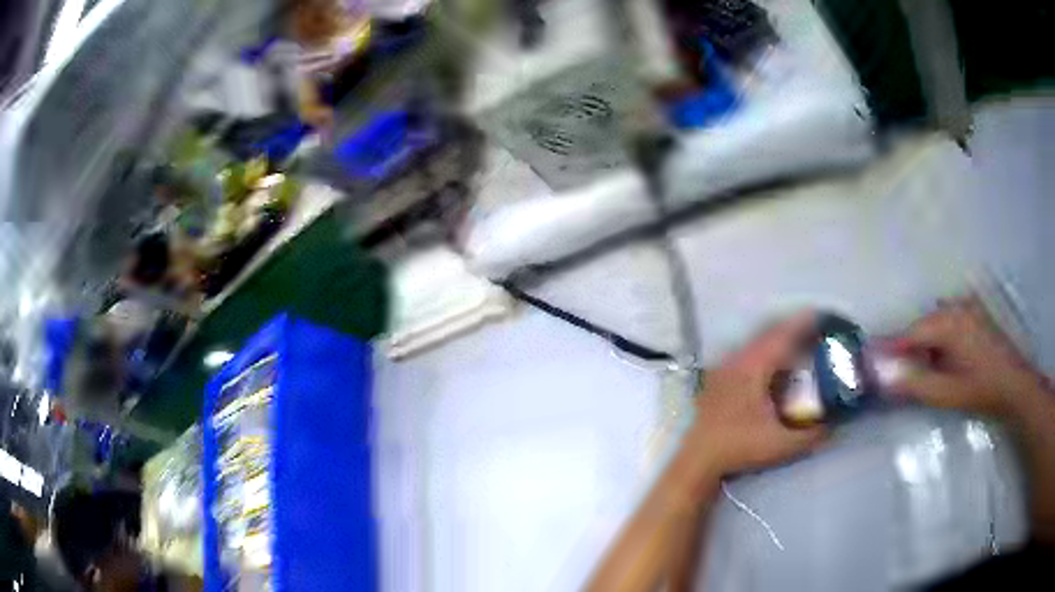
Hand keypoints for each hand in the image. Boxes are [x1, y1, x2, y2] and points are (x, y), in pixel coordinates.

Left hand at [684, 311, 827, 481]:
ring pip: (757, 345)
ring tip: (801, 348)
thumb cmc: (739, 448)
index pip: (782, 334)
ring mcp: (724, 368)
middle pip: (770, 335)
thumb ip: (812, 436)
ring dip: (779, 344)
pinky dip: (766, 356)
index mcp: (752, 367)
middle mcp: (736, 360)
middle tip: (817, 333)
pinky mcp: (718, 380)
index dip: (804, 323)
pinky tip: (775, 372)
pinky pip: (747, 357)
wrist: (697, 461)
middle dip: (794, 331)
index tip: (824, 316)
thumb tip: (834, 425)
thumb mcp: (781, 444)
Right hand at [888, 297, 1050, 419]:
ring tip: (924, 371)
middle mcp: (955, 307)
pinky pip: (947, 323)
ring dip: (924, 346)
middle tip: (897, 375)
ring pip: (934, 325)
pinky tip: (944, 360)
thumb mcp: (946, 393)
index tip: (866, 359)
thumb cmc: (980, 389)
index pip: (908, 333)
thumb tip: (880, 376)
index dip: (888, 348)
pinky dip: (939, 341)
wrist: (1014, 384)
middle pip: (921, 327)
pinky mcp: (973, 314)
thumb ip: (913, 383)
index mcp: (947, 322)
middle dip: (908, 349)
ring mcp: (966, 307)